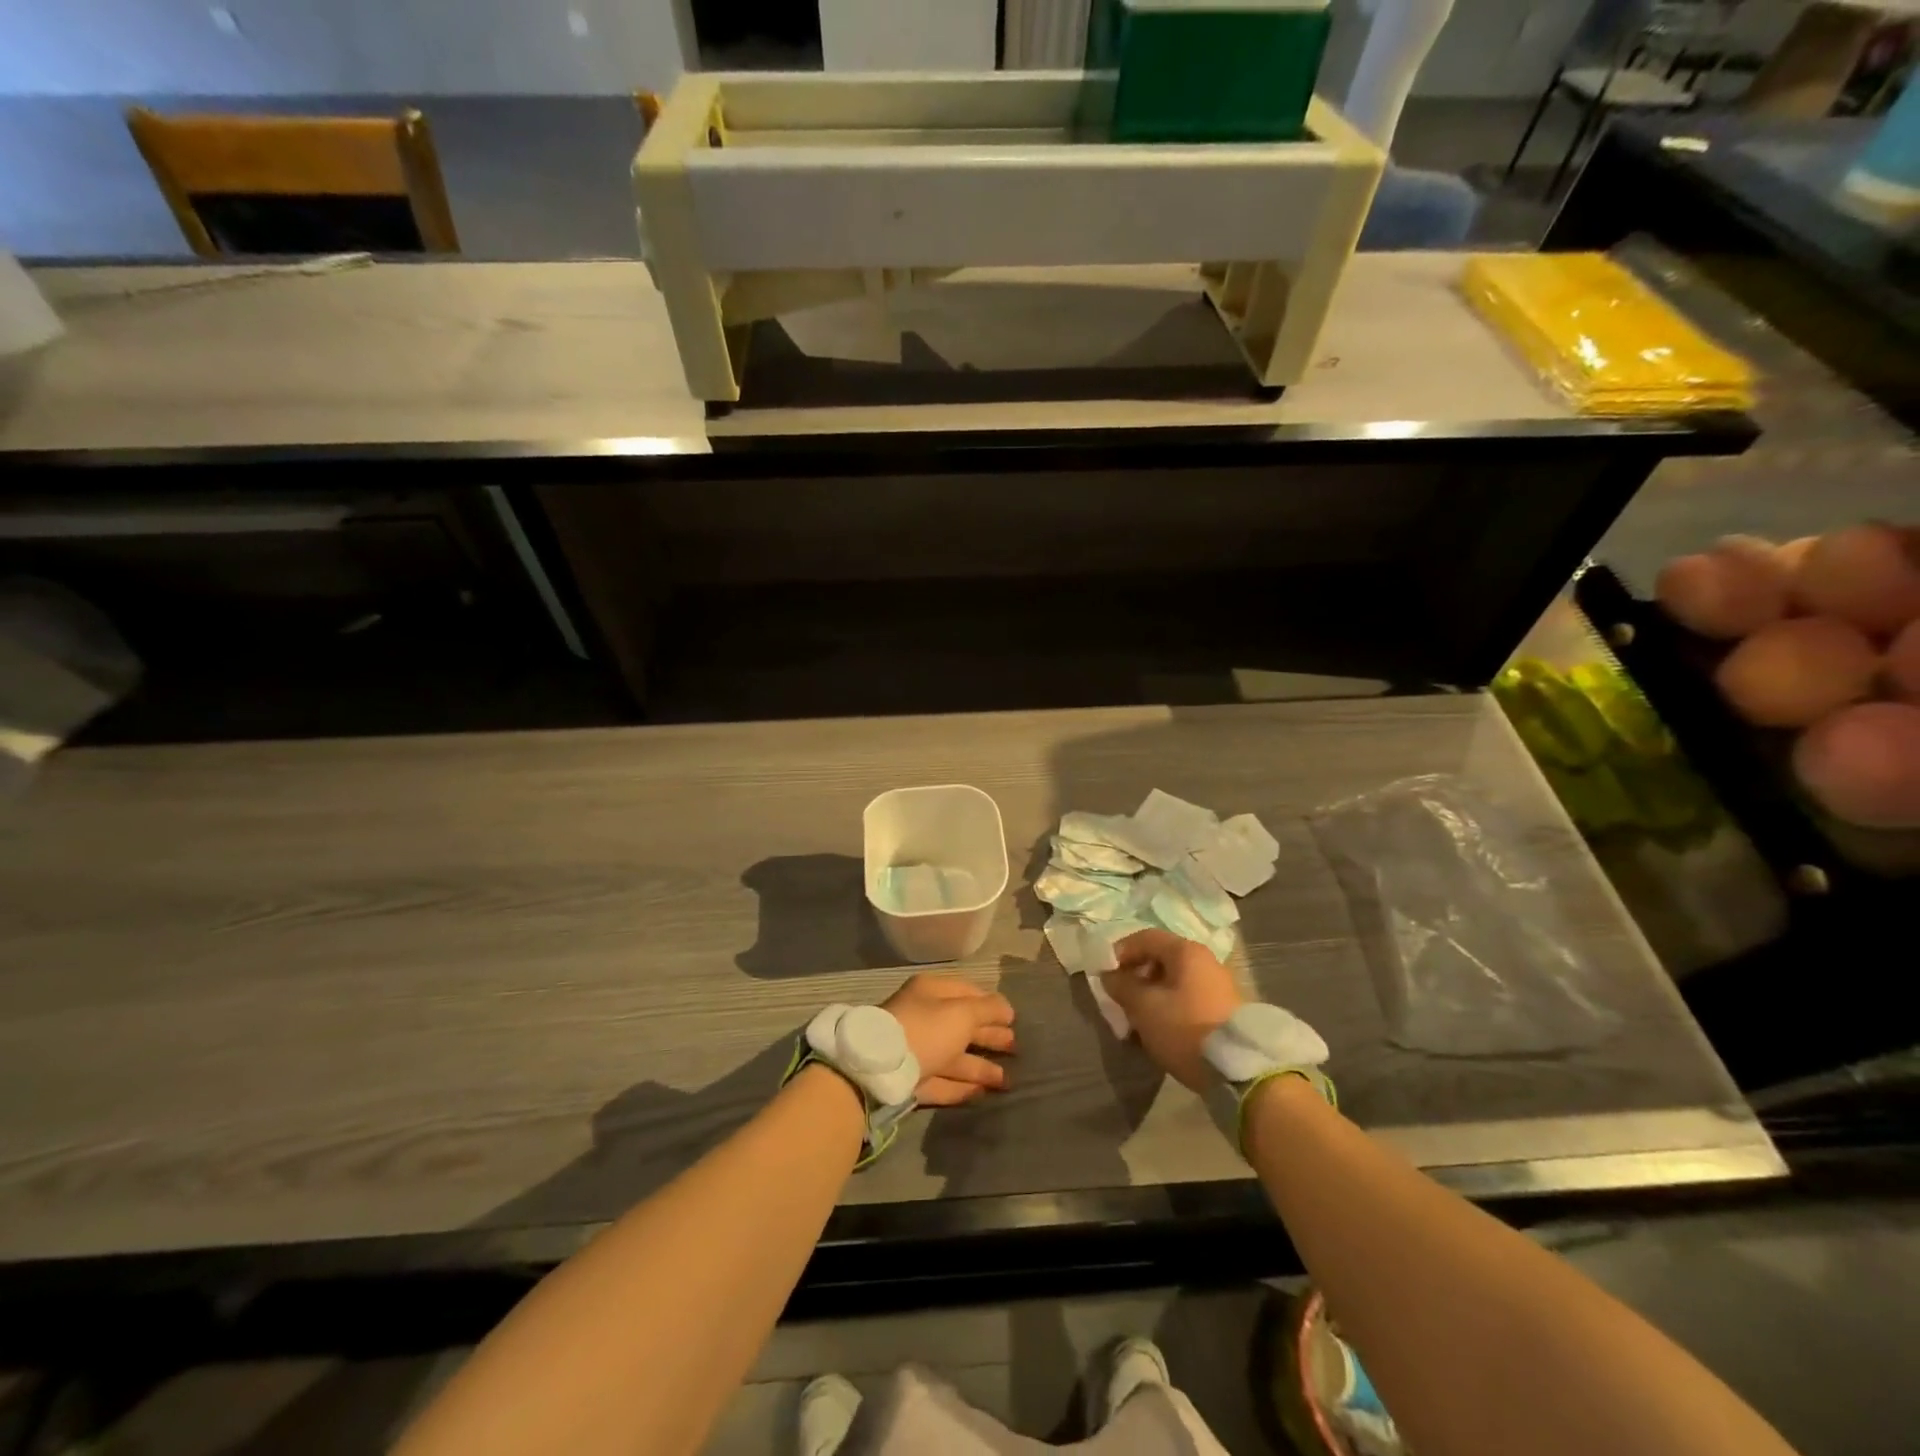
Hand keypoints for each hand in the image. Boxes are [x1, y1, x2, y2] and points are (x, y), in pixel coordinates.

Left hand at [882, 974, 1015, 1105]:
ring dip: (981, 1066)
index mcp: (931, 993)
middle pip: (962, 1026)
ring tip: (1007, 1080)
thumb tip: (1007, 1008)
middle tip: (1015, 1047)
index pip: (967, 993)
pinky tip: (983, 1093)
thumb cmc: (926, 1029)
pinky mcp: (912, 1080)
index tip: (1013, 1018)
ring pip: (954, 1057)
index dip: (991, 1004)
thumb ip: (988, 1009)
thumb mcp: (962, 1013)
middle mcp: (923, 1018)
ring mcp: (916, 1050)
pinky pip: (943, 1081)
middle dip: (989, 1036)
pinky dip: (963, 1086)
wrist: (881, 1070)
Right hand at [1101, 929, 1243, 1090]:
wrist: (1239, 1070)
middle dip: (1135, 976)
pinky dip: (1168, 1007)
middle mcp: (1205, 961)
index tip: (1105, 973)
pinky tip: (1159, 1029)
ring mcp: (1218, 986)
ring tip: (1136, 1018)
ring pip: (1173, 981)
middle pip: (1160, 959)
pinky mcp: (1223, 1010)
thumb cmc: (1185, 1028)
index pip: (1145, 937)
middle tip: (1119, 997)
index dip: (1120, 951)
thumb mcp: (1144, 1007)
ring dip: (1150, 994)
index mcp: (1186, 952)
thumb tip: (1109, 975)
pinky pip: (1187, 998)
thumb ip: (1121, 986)